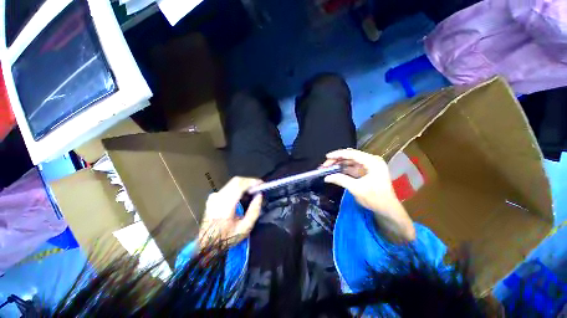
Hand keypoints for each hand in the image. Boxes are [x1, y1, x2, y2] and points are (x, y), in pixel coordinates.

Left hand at [198, 177, 262, 248]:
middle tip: (258, 188)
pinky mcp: (213, 197)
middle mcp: (218, 197)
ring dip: (244, 185)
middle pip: (236, 181)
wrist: (207, 244)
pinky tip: (242, 196)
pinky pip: (228, 187)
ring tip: (252, 192)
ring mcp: (214, 196)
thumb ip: (254, 210)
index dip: (251, 181)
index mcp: (225, 205)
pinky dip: (238, 188)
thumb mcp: (245, 228)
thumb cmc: (227, 238)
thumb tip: (259, 195)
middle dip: (249, 182)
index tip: (261, 184)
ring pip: (232, 183)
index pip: (239, 185)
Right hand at [323, 148, 414, 241]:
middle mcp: (371, 161)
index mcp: (372, 162)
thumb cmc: (375, 198)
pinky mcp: (366, 172)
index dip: (338, 154)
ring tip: (327, 168)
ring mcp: (368, 166)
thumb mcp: (357, 189)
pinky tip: (335, 171)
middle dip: (337, 160)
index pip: (352, 153)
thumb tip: (326, 177)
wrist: (388, 209)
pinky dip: (343, 169)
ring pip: (350, 161)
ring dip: (339, 164)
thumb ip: (341, 180)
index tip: (327, 157)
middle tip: (325, 165)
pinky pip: (352, 167)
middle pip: (350, 156)